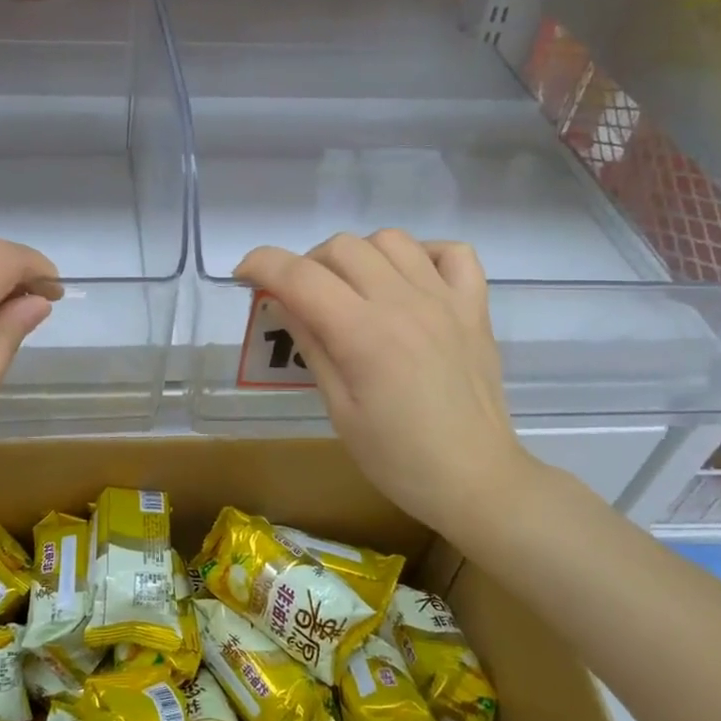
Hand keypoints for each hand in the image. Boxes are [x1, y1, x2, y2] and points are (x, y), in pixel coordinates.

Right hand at [235, 231, 538, 532]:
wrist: (475, 480)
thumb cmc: (398, 458)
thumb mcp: (339, 410)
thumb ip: (312, 346)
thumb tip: (282, 302)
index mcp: (364, 334)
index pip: (300, 276)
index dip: (262, 264)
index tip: (244, 273)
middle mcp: (404, 303)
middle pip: (342, 247)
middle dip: (308, 263)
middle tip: (303, 298)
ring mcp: (445, 300)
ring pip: (391, 240)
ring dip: (360, 255)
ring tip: (354, 288)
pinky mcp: (475, 307)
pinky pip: (453, 252)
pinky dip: (425, 255)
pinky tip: (409, 281)